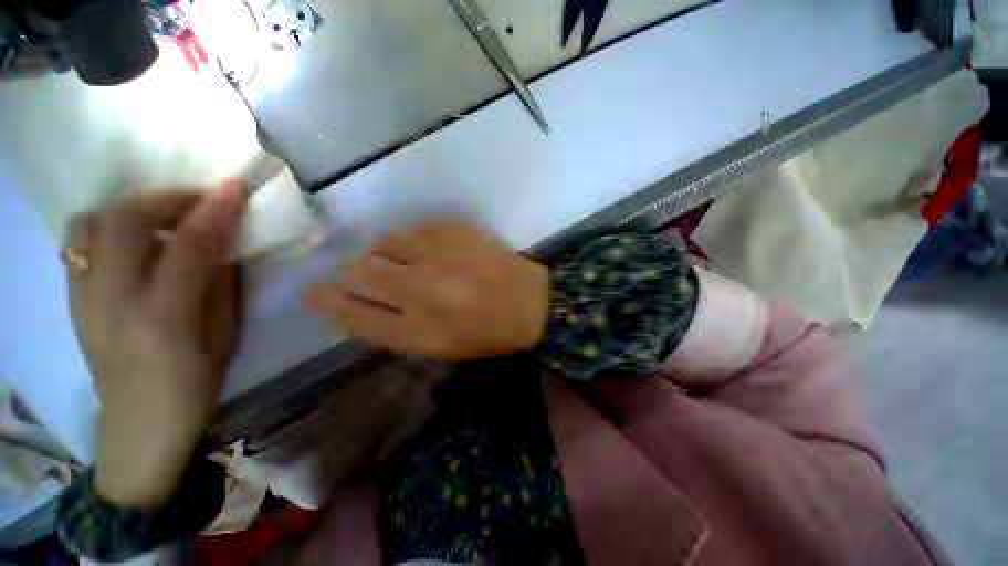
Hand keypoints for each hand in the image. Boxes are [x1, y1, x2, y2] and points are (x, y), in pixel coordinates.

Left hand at [65, 180, 245, 509]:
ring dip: (130, 207)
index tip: (234, 187)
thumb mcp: (223, 336)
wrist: (139, 427)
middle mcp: (110, 305)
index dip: (213, 212)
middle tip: (199, 199)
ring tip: (162, 214)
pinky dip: (106, 225)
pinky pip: (78, 243)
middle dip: (165, 198)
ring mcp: (81, 300)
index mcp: (162, 323)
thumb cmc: (194, 385)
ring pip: (89, 225)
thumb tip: (225, 240)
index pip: (188, 250)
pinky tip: (131, 236)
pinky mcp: (70, 299)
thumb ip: (220, 283)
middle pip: (123, 224)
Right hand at [307, 221, 549, 359]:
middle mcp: (423, 291)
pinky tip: (433, 249)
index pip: (354, 315)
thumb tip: (357, 301)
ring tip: (408, 261)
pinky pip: (417, 227)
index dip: (328, 303)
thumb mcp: (440, 346)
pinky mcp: (457, 231)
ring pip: (385, 241)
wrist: (531, 304)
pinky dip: (416, 239)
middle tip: (370, 275)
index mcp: (419, 332)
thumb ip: (396, 327)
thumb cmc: (487, 333)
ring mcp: (441, 256)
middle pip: (361, 271)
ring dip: (388, 252)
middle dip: (355, 273)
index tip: (313, 293)